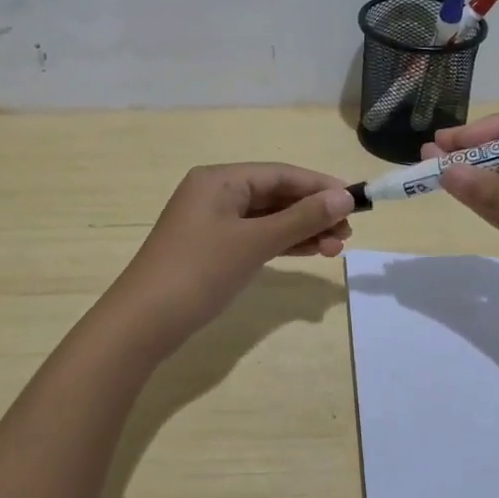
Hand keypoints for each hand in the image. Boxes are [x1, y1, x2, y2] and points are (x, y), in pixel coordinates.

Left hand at [111, 163, 355, 344]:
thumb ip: (302, 218)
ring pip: (268, 218)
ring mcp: (212, 222)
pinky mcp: (212, 249)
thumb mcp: (255, 242)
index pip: (280, 173)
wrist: (143, 323)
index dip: (320, 186)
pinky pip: (255, 237)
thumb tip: (345, 196)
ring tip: (337, 248)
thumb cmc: (199, 272)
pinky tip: (310, 252)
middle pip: (275, 195)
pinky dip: (282, 244)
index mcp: (220, 179)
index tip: (356, 201)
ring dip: (302, 230)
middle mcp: (215, 193)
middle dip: (313, 212)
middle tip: (348, 233)